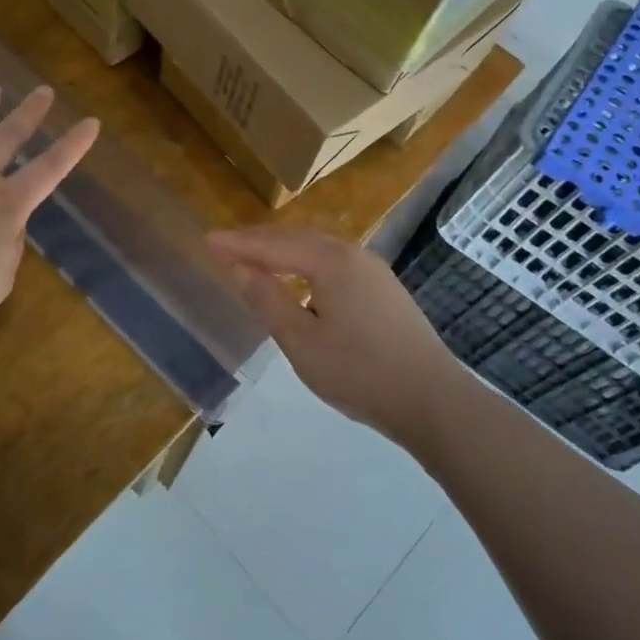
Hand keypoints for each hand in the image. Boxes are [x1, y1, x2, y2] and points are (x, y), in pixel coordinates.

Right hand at [206, 226, 463, 444]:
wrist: (433, 400)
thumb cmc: (359, 372)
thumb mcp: (301, 341)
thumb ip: (268, 300)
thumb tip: (242, 268)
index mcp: (330, 261)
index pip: (273, 245)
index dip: (238, 244)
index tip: (207, 240)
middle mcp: (353, 254)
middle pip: (296, 238)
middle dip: (259, 241)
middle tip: (226, 247)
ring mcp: (374, 270)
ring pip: (318, 249)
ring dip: (283, 251)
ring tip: (255, 260)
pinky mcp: (384, 289)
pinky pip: (334, 263)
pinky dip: (306, 264)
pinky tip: (299, 281)